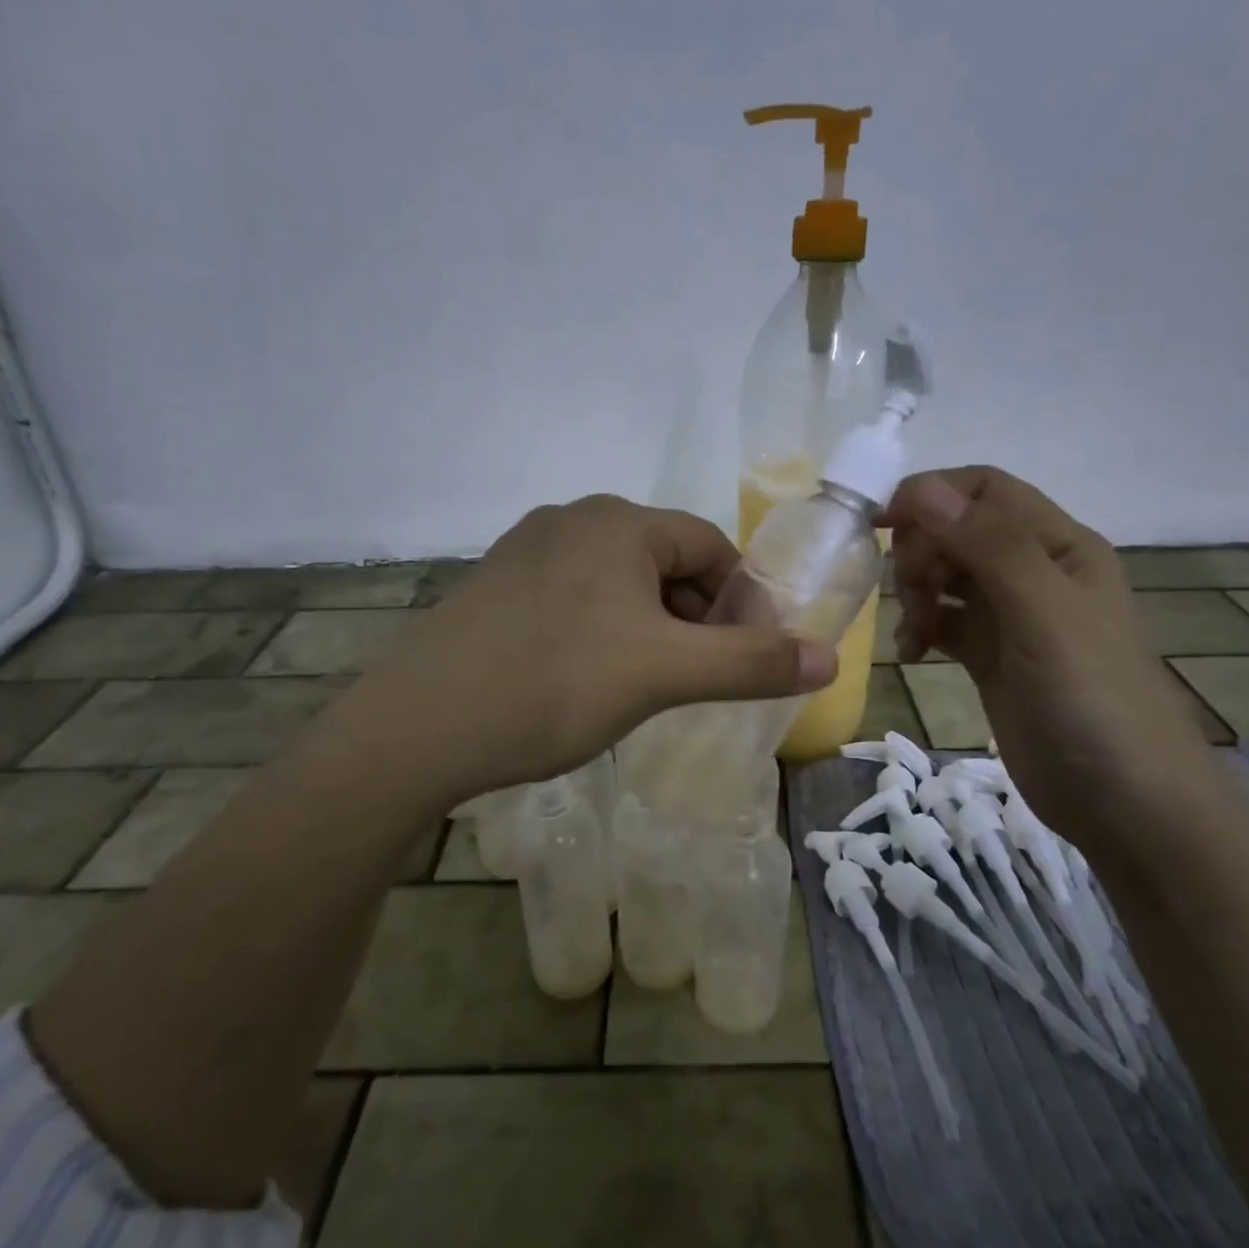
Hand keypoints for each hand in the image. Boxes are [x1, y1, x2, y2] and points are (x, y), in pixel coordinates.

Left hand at [375, 495, 835, 799]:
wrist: (419, 728)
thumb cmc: (555, 684)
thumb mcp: (664, 674)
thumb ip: (750, 662)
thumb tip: (830, 659)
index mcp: (616, 520)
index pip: (708, 545)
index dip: (740, 600)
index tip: (745, 656)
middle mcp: (570, 519)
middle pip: (663, 562)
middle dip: (693, 617)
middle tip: (696, 679)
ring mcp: (525, 552)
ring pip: (617, 584)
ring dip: (648, 628)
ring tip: (644, 686)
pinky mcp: (495, 588)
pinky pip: (573, 600)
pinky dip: (600, 632)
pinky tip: (586, 681)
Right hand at [880, 467, 1221, 857]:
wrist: (1125, 804)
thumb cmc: (1092, 700)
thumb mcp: (1044, 614)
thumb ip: (989, 547)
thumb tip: (921, 488)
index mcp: (1058, 545)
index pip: (984, 490)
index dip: (931, 495)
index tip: (880, 523)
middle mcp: (1033, 570)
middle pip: (957, 530)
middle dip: (922, 552)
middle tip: (911, 595)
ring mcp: (1011, 616)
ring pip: (945, 575)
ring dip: (917, 591)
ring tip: (914, 632)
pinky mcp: (991, 655)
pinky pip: (943, 620)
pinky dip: (921, 627)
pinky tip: (913, 654)